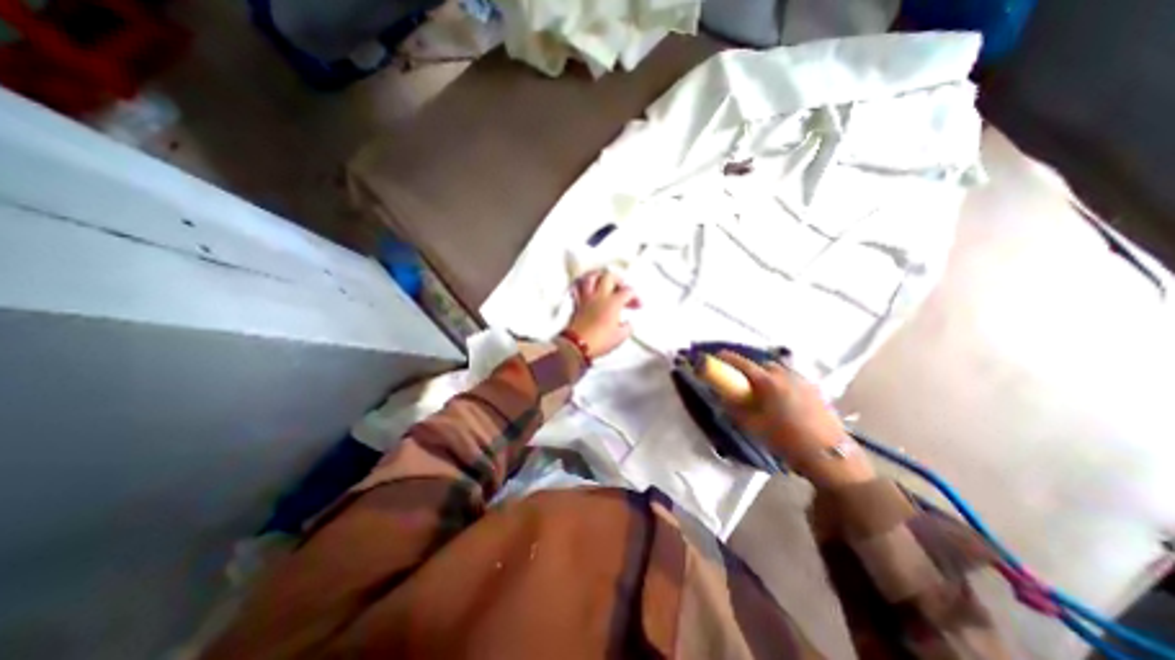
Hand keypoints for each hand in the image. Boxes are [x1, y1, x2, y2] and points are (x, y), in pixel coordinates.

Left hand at [562, 267, 638, 358]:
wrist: (577, 345)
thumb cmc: (598, 341)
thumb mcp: (620, 337)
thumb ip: (627, 328)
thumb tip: (628, 325)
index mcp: (613, 303)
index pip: (627, 291)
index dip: (635, 296)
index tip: (637, 304)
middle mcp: (600, 296)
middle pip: (609, 277)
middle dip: (618, 280)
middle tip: (622, 287)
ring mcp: (587, 298)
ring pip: (591, 277)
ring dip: (599, 277)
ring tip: (603, 280)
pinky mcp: (577, 304)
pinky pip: (578, 287)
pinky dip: (582, 284)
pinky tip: (584, 286)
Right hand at [715, 354, 870, 486]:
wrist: (828, 455)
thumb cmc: (785, 439)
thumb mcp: (752, 426)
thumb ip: (734, 408)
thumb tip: (722, 397)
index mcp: (767, 382)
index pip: (742, 363)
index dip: (727, 358)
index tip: (717, 355)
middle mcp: (785, 375)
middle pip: (762, 365)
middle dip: (750, 369)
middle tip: (743, 381)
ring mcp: (803, 381)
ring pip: (779, 371)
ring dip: (768, 375)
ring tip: (764, 391)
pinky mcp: (816, 390)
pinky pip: (793, 379)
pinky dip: (783, 383)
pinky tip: (784, 399)